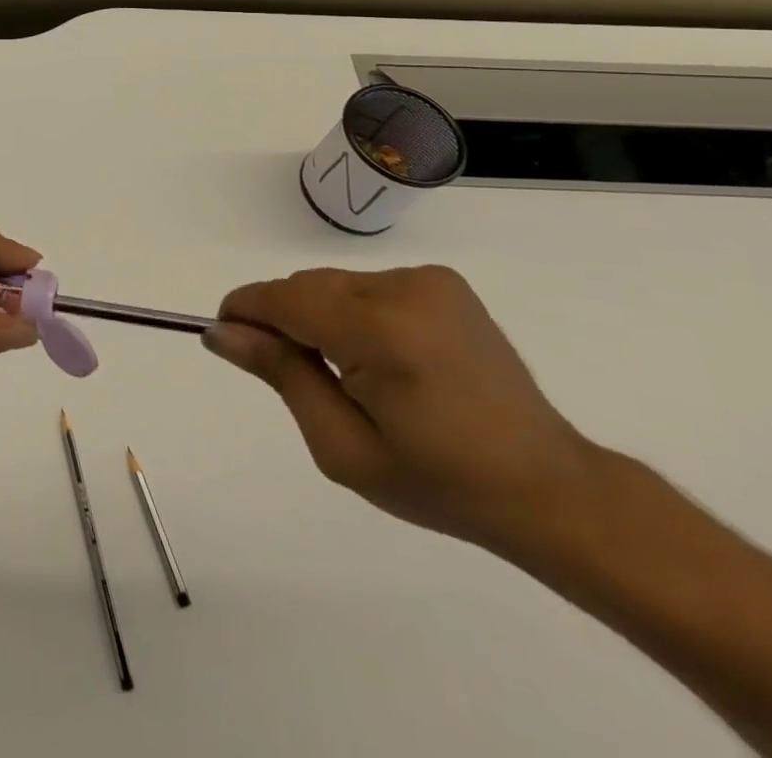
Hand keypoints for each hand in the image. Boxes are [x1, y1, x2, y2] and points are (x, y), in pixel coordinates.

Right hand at [202, 265, 595, 553]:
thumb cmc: (438, 482)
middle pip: (305, 287)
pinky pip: (366, 286)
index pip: (282, 299)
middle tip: (296, 376)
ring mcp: (428, 281)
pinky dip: (352, 312)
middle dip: (283, 321)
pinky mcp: (444, 282)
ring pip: (332, 284)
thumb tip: (221, 332)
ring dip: (318, 316)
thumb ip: (280, 375)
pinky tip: (379, 356)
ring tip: (347, 372)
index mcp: (379, 333)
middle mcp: (403, 290)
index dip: (244, 312)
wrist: (550, 489)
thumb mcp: (342, 446)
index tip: (226, 338)